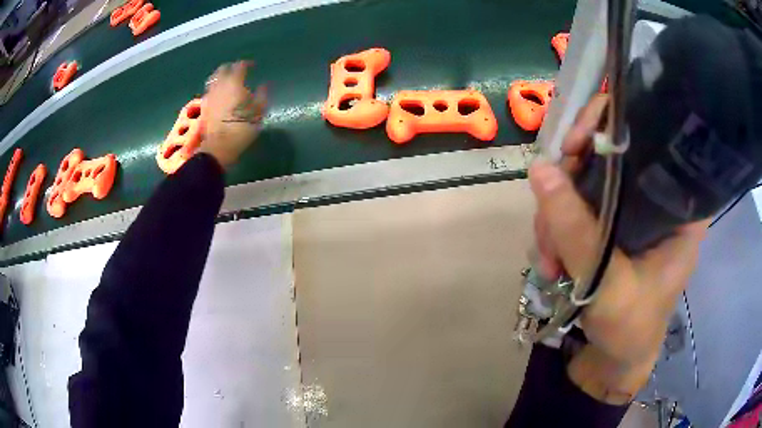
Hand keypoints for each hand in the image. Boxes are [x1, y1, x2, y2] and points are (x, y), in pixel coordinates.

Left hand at [200, 61, 266, 167]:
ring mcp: (209, 96)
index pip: (240, 66)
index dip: (246, 64)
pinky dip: (214, 89)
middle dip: (230, 68)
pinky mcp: (204, 107)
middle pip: (222, 70)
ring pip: (213, 79)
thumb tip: (264, 85)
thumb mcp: (258, 113)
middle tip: (237, 70)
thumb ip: (261, 96)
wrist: (218, 147)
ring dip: (220, 77)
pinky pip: (209, 91)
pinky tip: (219, 94)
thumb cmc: (241, 128)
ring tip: (226, 81)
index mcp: (234, 83)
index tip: (252, 66)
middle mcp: (220, 85)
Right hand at [529, 95, 707, 401]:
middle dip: (571, 182)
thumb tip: (540, 169)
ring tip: (549, 262)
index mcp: (679, 206)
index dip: (612, 123)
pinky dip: (555, 230)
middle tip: (550, 216)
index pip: (654, 135)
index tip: (577, 144)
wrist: (614, 362)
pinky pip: (574, 207)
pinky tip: (551, 263)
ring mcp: (628, 211)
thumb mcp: (607, 284)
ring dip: (556, 217)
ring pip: (583, 182)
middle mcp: (655, 198)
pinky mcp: (607, 226)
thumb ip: (577, 231)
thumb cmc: (630, 329)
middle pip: (608, 155)